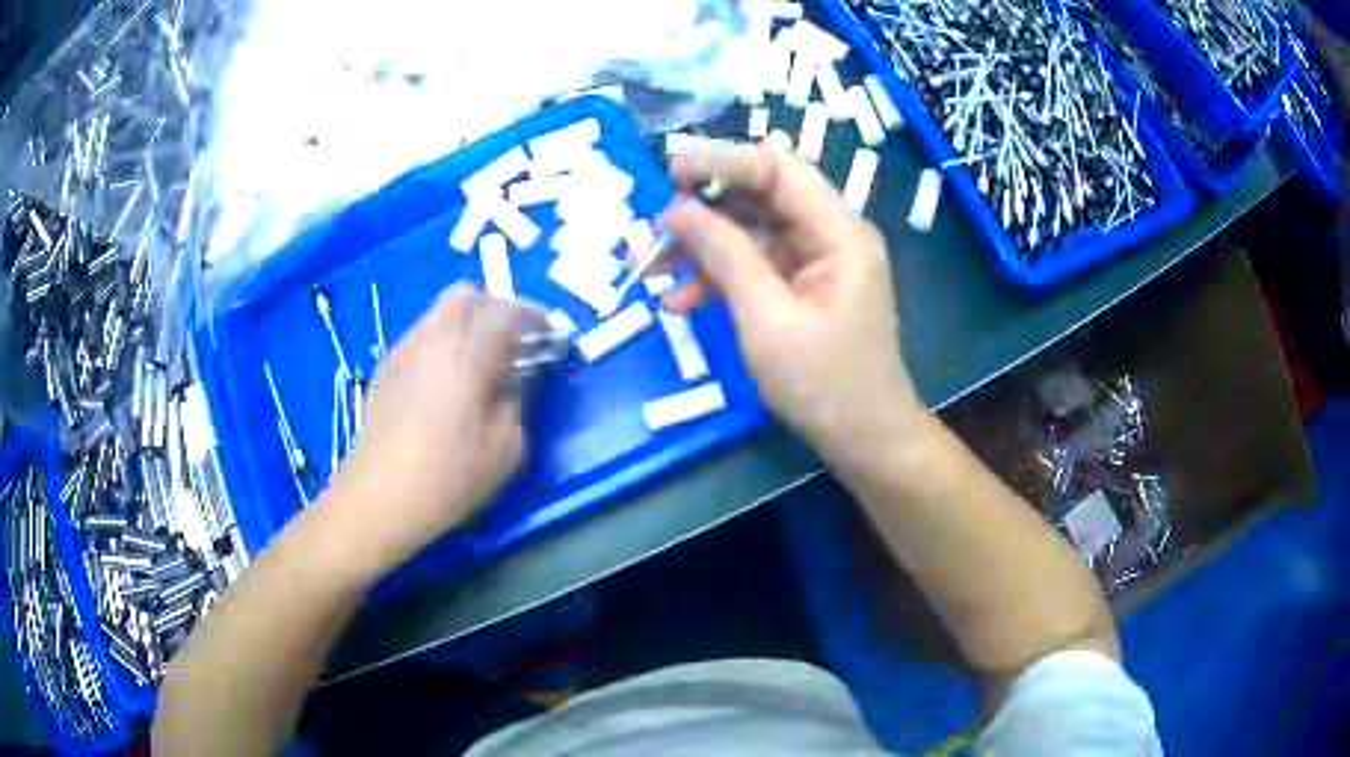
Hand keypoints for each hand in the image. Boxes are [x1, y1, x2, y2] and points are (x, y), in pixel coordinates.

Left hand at [329, 284, 523, 572]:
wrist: (378, 498)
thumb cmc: (447, 478)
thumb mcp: (506, 448)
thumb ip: (518, 400)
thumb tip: (517, 375)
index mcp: (467, 354)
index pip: (508, 311)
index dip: (536, 317)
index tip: (551, 337)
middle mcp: (433, 338)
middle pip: (467, 294)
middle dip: (497, 309)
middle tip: (513, 343)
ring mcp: (404, 349)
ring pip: (441, 312)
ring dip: (468, 324)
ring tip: (481, 363)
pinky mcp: (386, 367)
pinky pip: (423, 335)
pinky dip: (444, 342)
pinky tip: (448, 382)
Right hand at [656, 142, 926, 466]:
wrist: (864, 439)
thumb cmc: (825, 384)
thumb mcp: (767, 320)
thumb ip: (725, 256)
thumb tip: (679, 211)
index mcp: (838, 233)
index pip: (779, 169)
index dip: (723, 162)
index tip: (669, 171)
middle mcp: (830, 235)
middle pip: (760, 197)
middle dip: (702, 211)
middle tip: (652, 232)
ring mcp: (816, 262)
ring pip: (749, 232)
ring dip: (700, 247)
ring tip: (649, 270)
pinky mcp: (802, 287)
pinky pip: (754, 265)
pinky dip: (716, 277)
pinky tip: (678, 300)